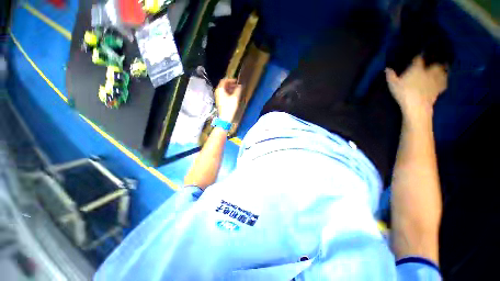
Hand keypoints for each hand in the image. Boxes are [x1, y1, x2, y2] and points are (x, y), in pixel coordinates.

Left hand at [214, 78, 241, 122]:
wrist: (225, 118)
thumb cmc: (230, 107)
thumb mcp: (235, 97)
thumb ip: (238, 89)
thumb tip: (241, 85)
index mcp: (220, 89)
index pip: (224, 80)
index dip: (231, 80)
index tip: (237, 81)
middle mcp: (218, 92)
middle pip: (224, 85)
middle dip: (231, 84)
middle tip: (238, 86)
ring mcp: (218, 97)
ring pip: (224, 90)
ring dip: (230, 89)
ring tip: (237, 91)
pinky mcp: (220, 101)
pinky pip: (224, 94)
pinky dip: (229, 93)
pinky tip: (234, 96)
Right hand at [386, 56, 447, 117]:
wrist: (417, 105)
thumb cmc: (403, 93)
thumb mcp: (393, 84)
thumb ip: (390, 75)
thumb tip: (387, 68)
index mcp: (417, 68)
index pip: (418, 58)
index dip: (418, 55)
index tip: (417, 54)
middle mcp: (429, 71)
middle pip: (434, 63)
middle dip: (434, 60)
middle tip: (434, 58)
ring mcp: (435, 79)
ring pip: (442, 71)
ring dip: (442, 68)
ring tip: (443, 66)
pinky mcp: (439, 88)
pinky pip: (444, 82)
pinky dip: (444, 80)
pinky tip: (443, 80)